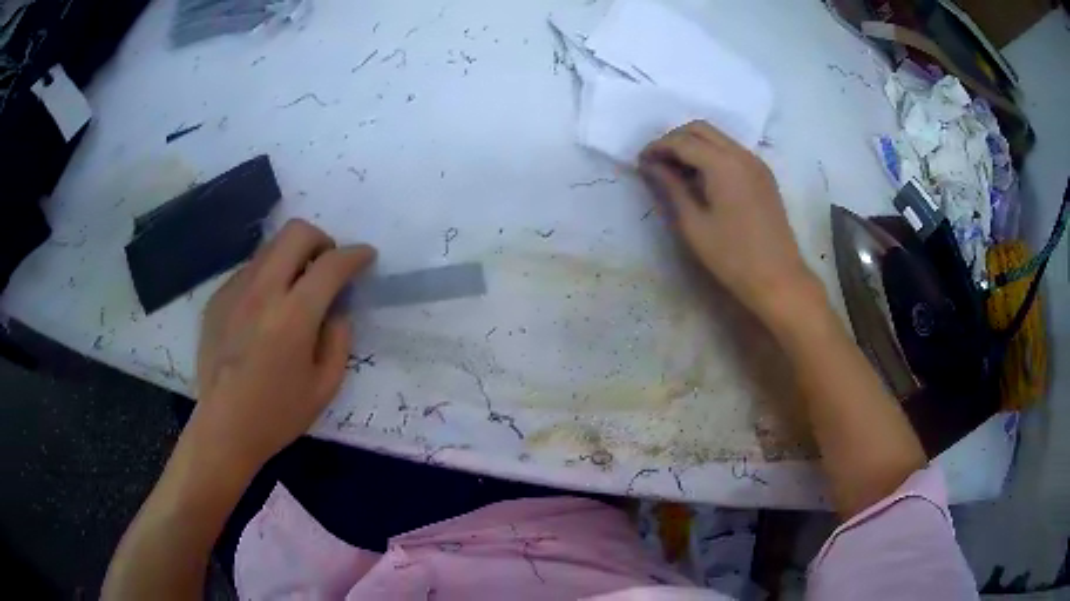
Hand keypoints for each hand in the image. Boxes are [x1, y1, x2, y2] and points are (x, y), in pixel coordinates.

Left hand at [192, 219, 376, 471]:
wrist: (224, 427)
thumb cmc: (278, 415)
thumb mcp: (325, 387)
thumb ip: (339, 341)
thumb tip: (337, 311)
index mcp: (293, 317)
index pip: (331, 265)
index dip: (355, 255)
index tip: (366, 256)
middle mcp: (262, 292)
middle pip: (296, 233)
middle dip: (321, 240)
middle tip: (326, 266)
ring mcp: (235, 291)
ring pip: (270, 247)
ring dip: (292, 257)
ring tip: (295, 289)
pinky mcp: (217, 298)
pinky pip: (249, 270)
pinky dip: (266, 278)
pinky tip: (264, 311)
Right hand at [639, 121, 821, 325]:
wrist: (778, 279)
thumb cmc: (732, 257)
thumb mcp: (694, 225)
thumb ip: (671, 188)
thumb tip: (650, 165)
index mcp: (723, 164)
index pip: (682, 141)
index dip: (657, 147)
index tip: (640, 163)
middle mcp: (741, 154)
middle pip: (701, 129)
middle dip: (674, 139)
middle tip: (657, 163)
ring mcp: (756, 163)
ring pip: (718, 138)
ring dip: (694, 145)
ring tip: (675, 171)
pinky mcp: (763, 175)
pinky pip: (732, 151)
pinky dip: (712, 155)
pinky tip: (702, 179)